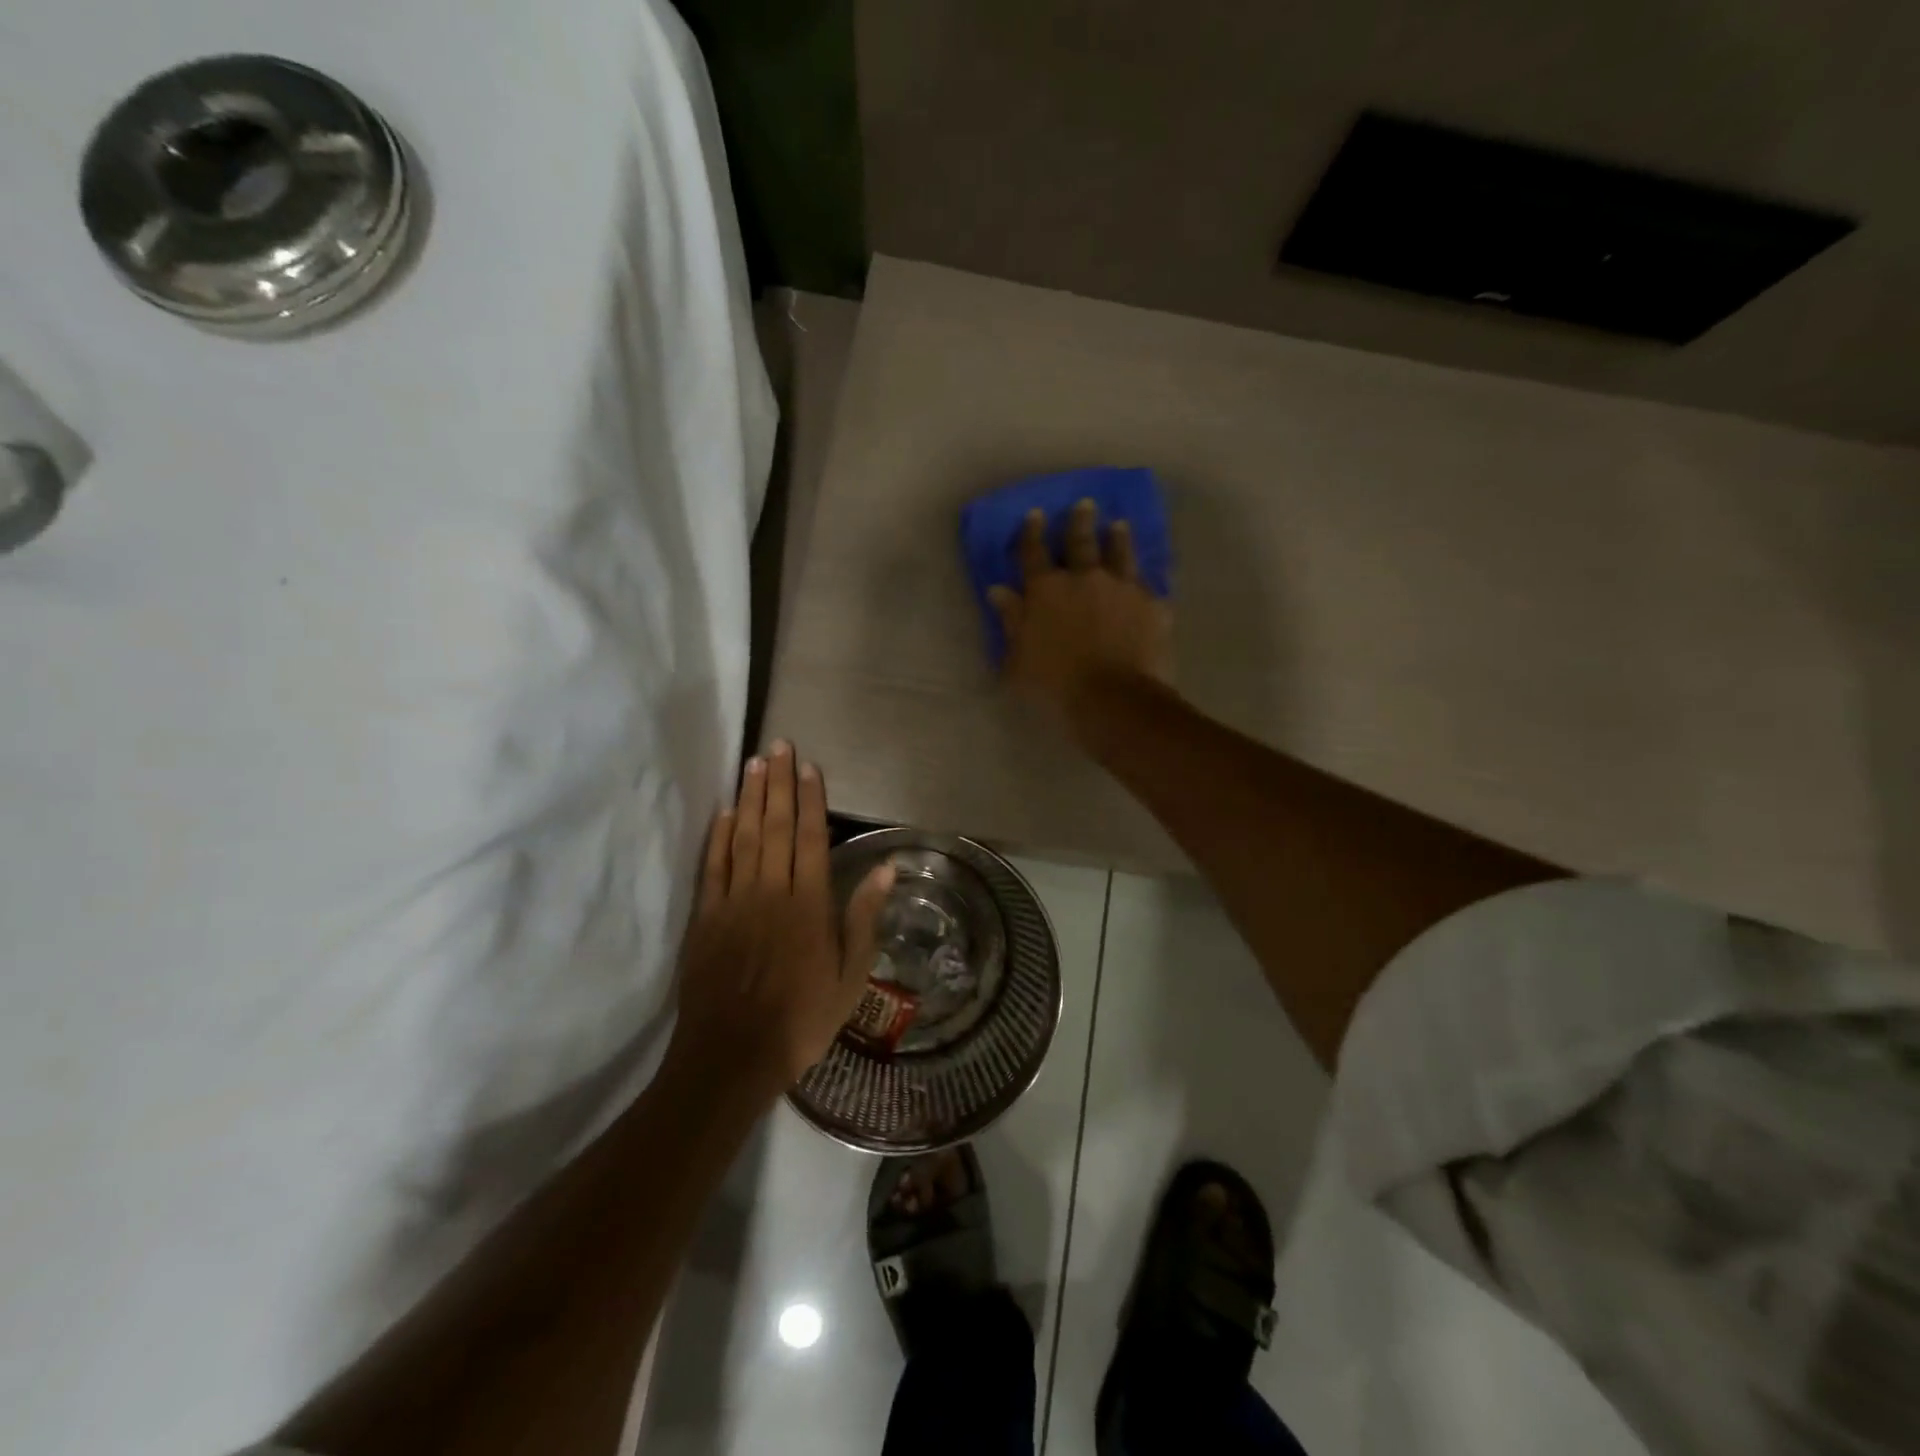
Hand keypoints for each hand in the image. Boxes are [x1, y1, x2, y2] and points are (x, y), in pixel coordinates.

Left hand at [670, 742, 895, 1099]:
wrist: (733, 1056)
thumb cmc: (802, 1018)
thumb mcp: (851, 976)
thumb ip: (864, 918)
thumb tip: (884, 868)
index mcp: (809, 904)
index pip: (811, 837)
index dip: (811, 798)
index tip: (808, 765)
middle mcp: (771, 892)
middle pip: (776, 826)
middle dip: (778, 783)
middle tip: (778, 745)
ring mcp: (734, 902)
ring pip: (744, 837)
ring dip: (751, 798)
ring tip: (754, 763)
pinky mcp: (706, 917)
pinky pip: (713, 866)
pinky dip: (719, 836)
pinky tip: (725, 811)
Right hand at [988, 500, 1172, 728]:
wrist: (1113, 699)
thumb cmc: (1054, 685)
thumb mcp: (1018, 659)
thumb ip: (1011, 621)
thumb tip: (999, 590)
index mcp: (1046, 590)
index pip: (1034, 553)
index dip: (1032, 533)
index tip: (1035, 514)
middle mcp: (1085, 578)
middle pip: (1081, 542)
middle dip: (1079, 521)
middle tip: (1084, 505)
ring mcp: (1122, 588)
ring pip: (1120, 553)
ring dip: (1117, 538)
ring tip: (1119, 525)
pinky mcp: (1152, 605)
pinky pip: (1149, 585)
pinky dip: (1145, 580)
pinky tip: (1150, 578)